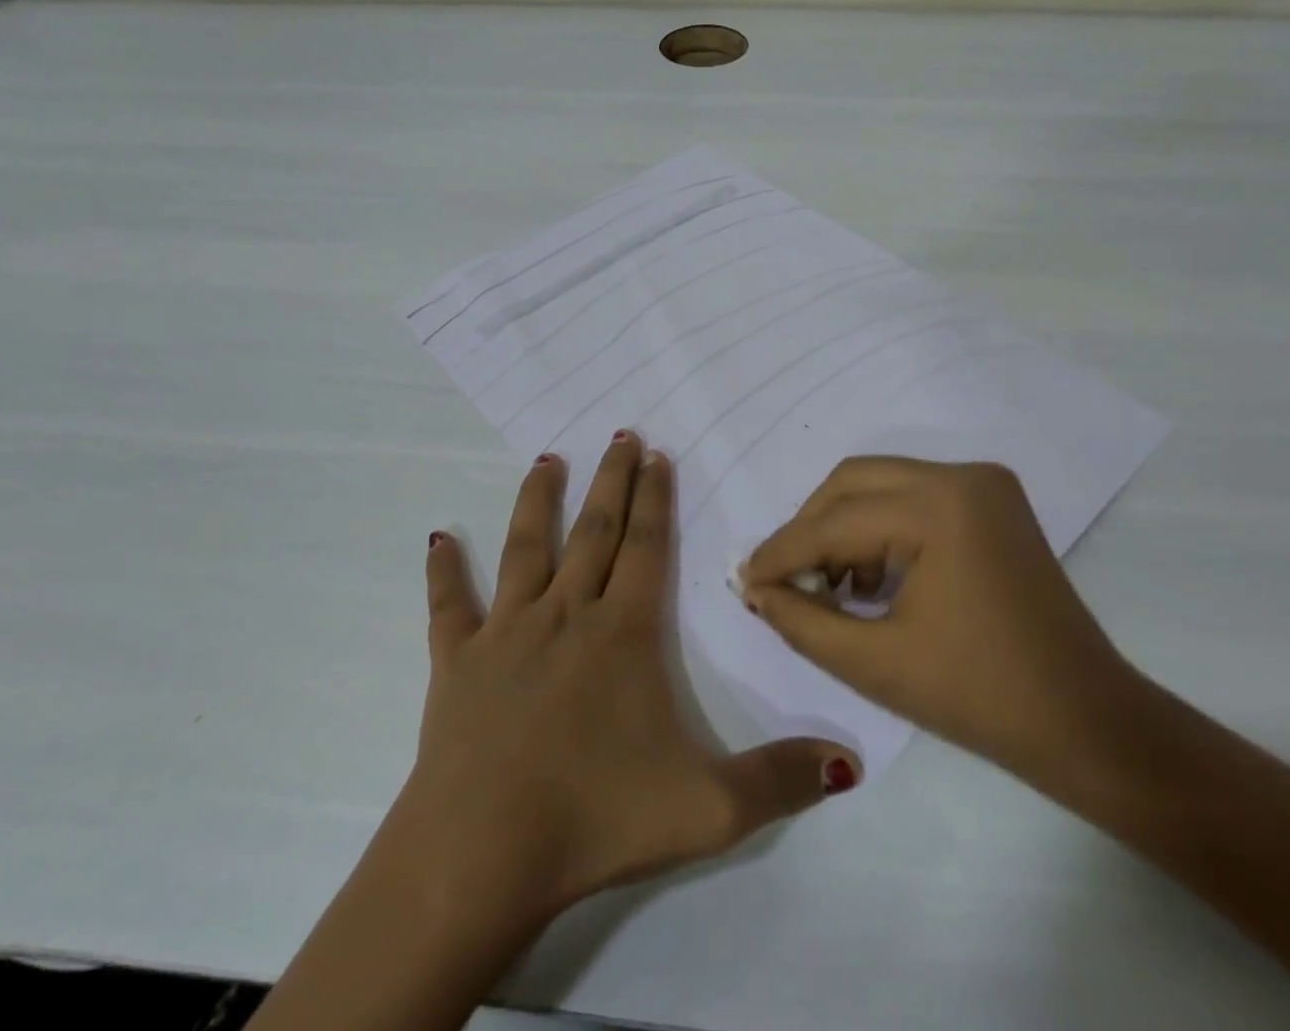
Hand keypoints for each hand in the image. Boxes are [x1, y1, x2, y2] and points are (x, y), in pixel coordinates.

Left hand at [401, 432, 856, 928]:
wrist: (481, 854)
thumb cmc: (596, 818)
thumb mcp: (708, 808)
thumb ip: (780, 782)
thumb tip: (851, 761)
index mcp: (621, 632)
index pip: (646, 547)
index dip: (655, 498)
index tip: (656, 454)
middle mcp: (565, 614)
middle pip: (594, 531)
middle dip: (611, 481)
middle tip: (619, 435)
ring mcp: (506, 632)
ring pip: (526, 548)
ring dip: (537, 502)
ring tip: (547, 461)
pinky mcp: (456, 661)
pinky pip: (448, 605)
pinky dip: (444, 570)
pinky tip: (438, 538)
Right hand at [738, 457, 1147, 798]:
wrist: (1087, 723)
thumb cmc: (980, 699)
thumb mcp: (875, 663)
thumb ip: (802, 621)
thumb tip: (755, 591)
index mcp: (939, 507)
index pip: (834, 521)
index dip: (782, 553)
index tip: (744, 581)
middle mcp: (962, 475)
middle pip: (852, 482)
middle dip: (810, 529)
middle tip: (784, 581)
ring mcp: (983, 483)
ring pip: (879, 483)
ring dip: (842, 526)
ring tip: (828, 587)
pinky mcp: (992, 500)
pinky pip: (912, 495)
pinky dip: (879, 526)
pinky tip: (869, 576)